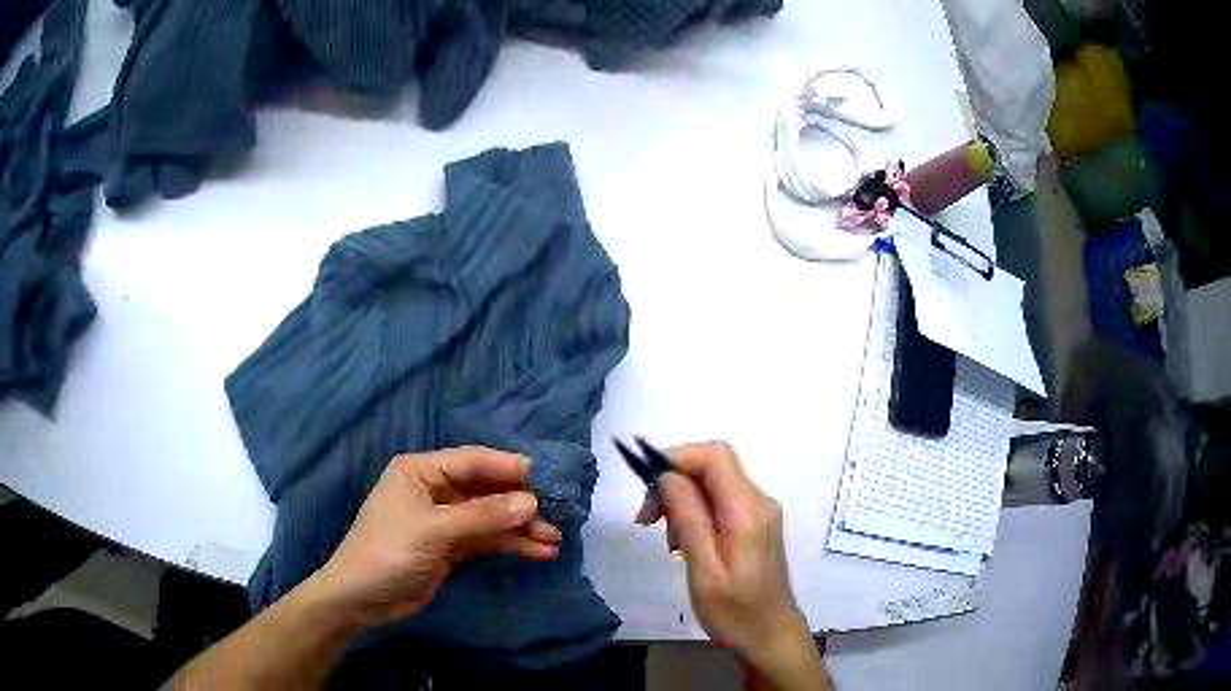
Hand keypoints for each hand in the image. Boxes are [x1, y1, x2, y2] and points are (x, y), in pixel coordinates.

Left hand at [312, 447, 561, 628]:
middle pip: (486, 490)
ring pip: (491, 517)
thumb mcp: (433, 531)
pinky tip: (538, 552)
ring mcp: (444, 520)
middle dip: (521, 503)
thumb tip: (532, 502)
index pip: (473, 461)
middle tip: (560, 514)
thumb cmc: (388, 553)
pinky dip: (510, 545)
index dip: (512, 468)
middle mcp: (434, 489)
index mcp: (421, 471)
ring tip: (555, 540)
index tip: (551, 478)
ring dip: (521, 528)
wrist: (361, 600)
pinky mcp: (451, 547)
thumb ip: (482, 516)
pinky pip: (486, 539)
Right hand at [637, 442, 827, 688]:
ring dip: (682, 499)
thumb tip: (667, 475)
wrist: (771, 636)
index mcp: (747, 512)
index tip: (648, 486)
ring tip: (668, 540)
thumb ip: (689, 520)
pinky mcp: (756, 524)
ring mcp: (760, 512)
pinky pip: (721, 500)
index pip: (714, 455)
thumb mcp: (704, 571)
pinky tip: (684, 542)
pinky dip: (696, 511)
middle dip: (674, 480)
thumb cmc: (735, 613)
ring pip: (714, 482)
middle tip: (649, 519)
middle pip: (713, 464)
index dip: (677, 457)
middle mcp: (758, 502)